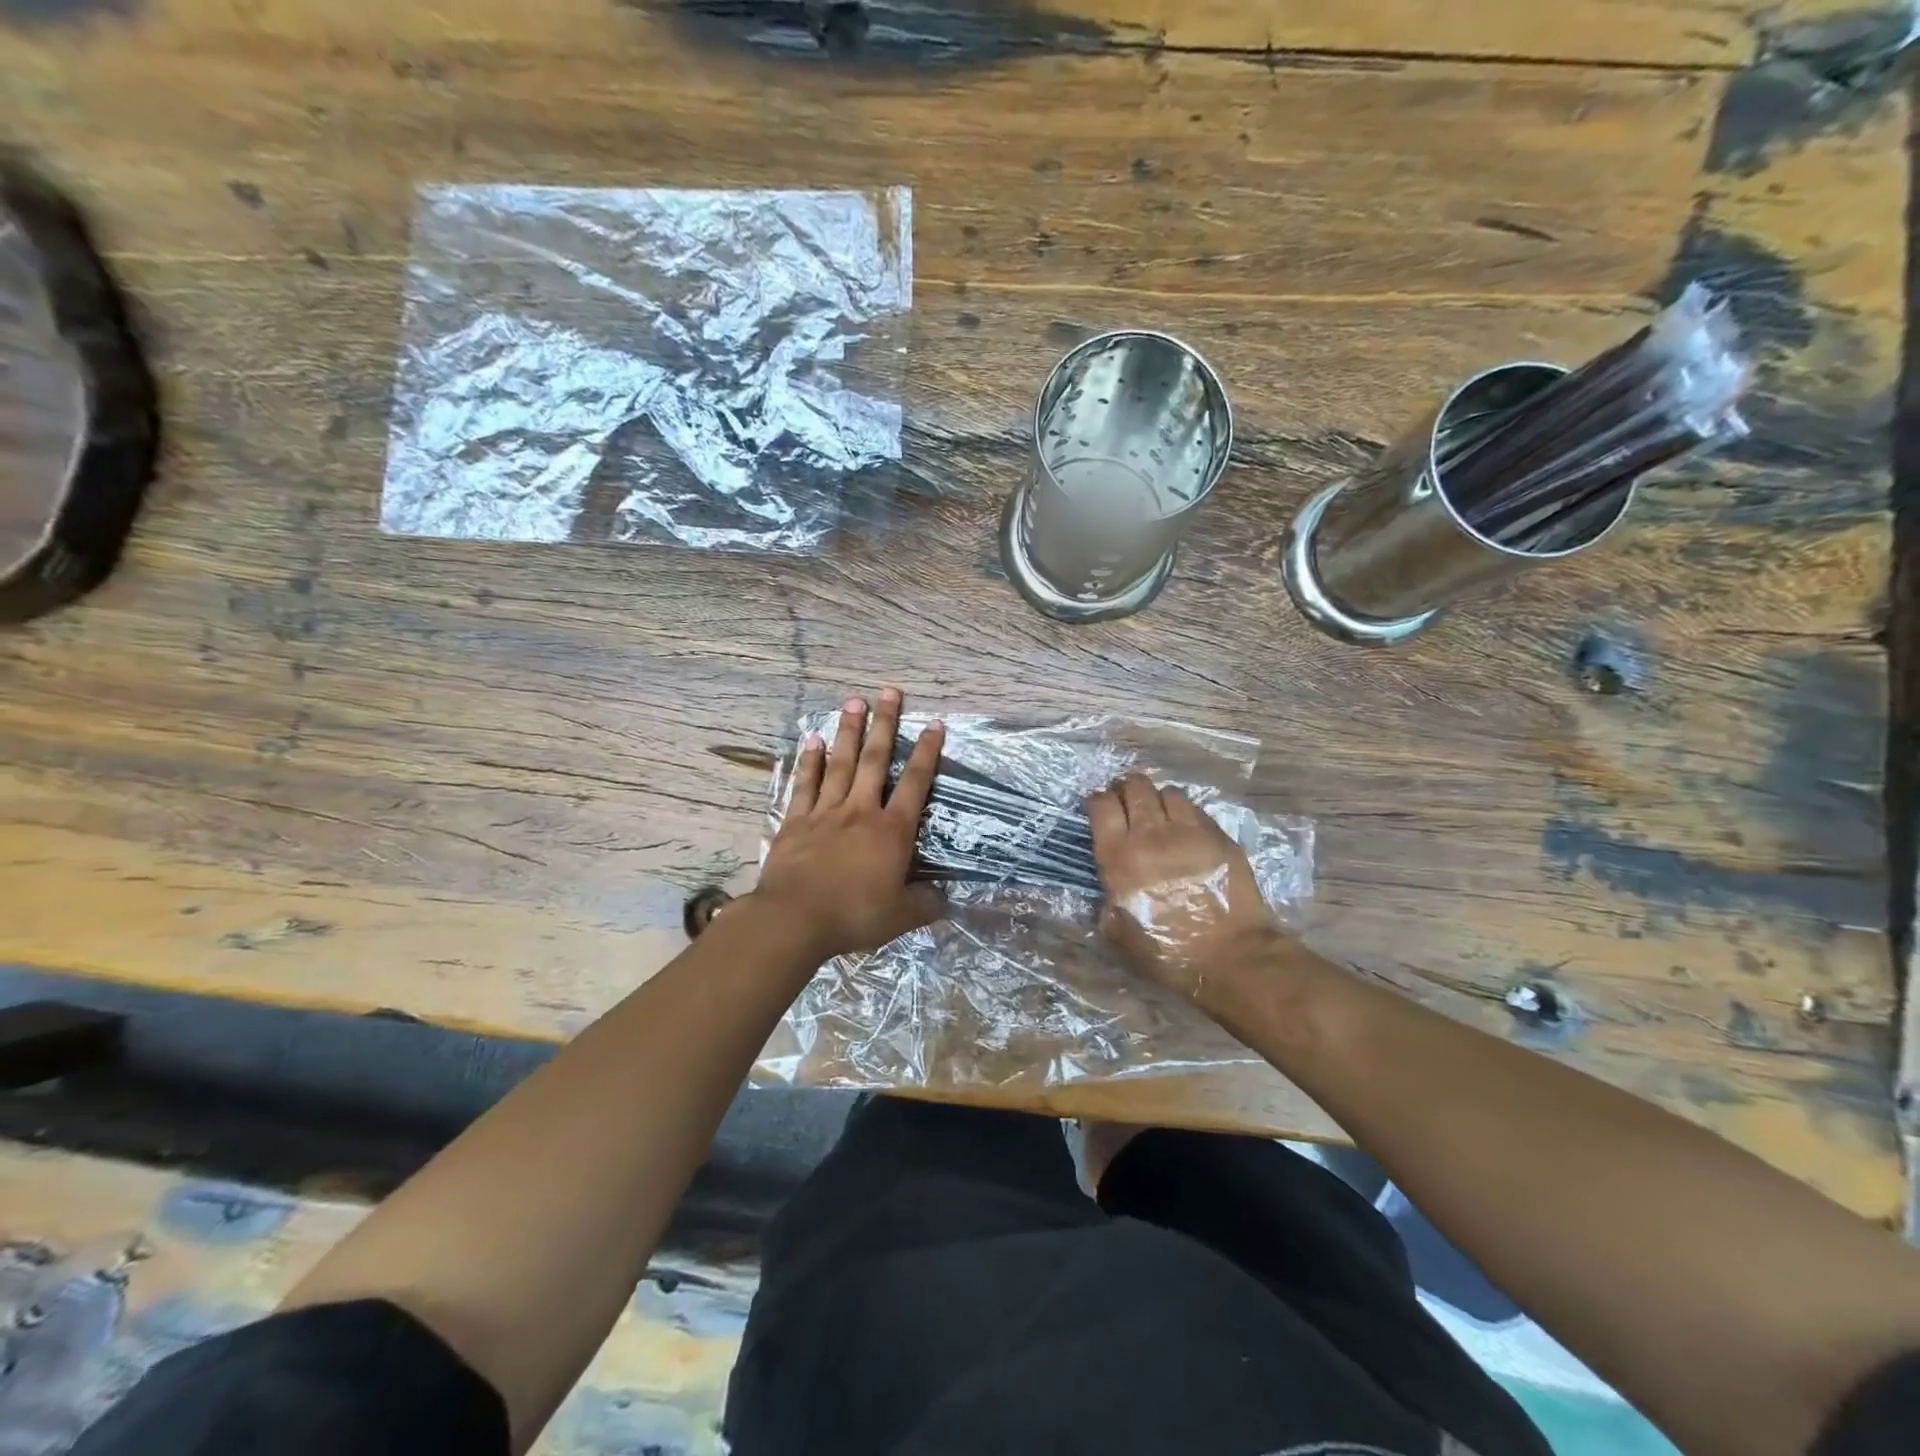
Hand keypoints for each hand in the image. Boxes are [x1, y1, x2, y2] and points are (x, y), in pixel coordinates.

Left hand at [755, 688, 946, 960]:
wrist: (794, 919)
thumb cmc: (853, 915)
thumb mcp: (900, 916)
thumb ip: (924, 903)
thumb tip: (943, 897)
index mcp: (891, 831)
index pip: (915, 784)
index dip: (927, 753)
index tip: (934, 724)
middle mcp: (860, 811)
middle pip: (876, 760)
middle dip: (885, 725)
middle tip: (889, 692)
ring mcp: (825, 813)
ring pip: (841, 764)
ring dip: (849, 732)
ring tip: (854, 702)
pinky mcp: (796, 822)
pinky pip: (805, 784)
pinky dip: (809, 762)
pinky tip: (812, 740)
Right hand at [1086, 773, 1281, 1000]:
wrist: (1229, 956)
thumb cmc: (1167, 952)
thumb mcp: (1118, 933)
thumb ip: (1105, 903)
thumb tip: (1106, 891)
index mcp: (1119, 857)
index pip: (1101, 806)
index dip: (1097, 801)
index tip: (1098, 808)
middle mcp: (1150, 834)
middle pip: (1135, 787)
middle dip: (1126, 789)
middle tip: (1127, 802)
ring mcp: (1188, 831)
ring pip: (1167, 792)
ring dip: (1158, 799)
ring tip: (1159, 814)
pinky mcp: (1218, 836)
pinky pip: (1196, 810)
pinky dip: (1185, 813)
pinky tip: (1186, 829)